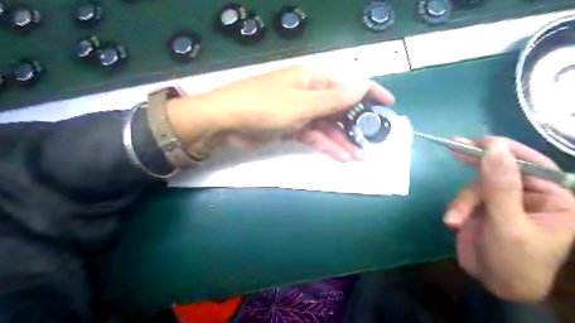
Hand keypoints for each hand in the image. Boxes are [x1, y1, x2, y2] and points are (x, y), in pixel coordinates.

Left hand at [166, 64, 394, 161]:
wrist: (225, 122)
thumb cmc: (263, 107)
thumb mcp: (301, 104)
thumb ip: (332, 99)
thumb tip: (362, 86)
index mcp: (313, 78)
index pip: (348, 82)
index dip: (370, 93)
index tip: (389, 105)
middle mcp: (309, 92)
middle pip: (339, 107)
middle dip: (357, 124)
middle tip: (374, 141)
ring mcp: (300, 111)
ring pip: (328, 125)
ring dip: (343, 140)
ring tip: (360, 156)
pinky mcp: (291, 127)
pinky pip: (314, 135)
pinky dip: (326, 145)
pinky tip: (340, 156)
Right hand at [444, 137, 574, 301]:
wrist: (493, 286)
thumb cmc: (514, 261)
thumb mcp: (507, 224)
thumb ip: (500, 186)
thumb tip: (494, 148)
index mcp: (552, 199)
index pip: (532, 165)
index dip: (507, 150)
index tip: (480, 141)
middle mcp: (528, 196)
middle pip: (499, 171)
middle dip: (476, 169)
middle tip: (455, 147)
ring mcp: (502, 201)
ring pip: (477, 186)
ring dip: (462, 202)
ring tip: (454, 220)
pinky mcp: (482, 208)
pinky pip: (465, 198)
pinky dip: (457, 208)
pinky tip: (452, 222)